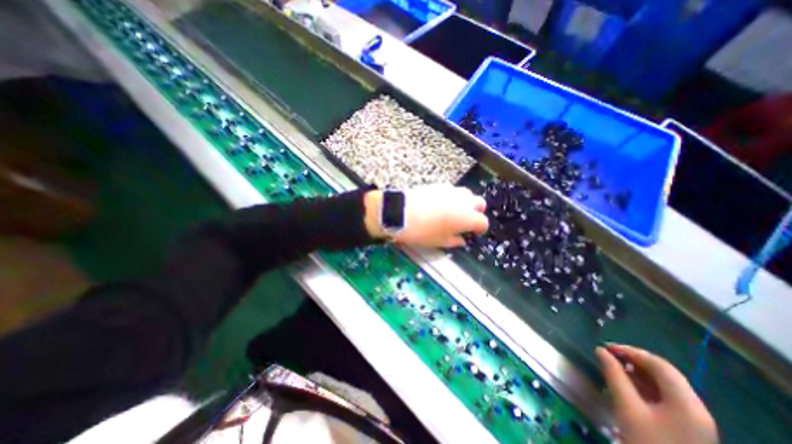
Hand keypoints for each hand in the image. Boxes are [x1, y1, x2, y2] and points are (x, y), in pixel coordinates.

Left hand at [364, 182, 489, 246]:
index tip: (473, 234)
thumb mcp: (440, 242)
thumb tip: (461, 240)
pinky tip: (440, 206)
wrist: (400, 213)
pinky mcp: (438, 185)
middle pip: (479, 203)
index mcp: (467, 217)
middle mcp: (463, 201)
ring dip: (464, 204)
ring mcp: (451, 190)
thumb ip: (455, 241)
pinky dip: (452, 198)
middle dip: (476, 212)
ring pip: (466, 195)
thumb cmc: (422, 231)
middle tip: (465, 222)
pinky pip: (451, 191)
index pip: (482, 222)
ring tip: (452, 213)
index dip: (479, 229)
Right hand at [597, 345, 721, 443]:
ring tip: (614, 368)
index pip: (659, 364)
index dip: (631, 351)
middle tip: (609, 355)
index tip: (606, 347)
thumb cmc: (648, 443)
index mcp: (686, 403)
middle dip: (634, 360)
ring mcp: (694, 420)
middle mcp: (696, 408)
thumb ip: (614, 375)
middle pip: (664, 373)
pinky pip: (665, 397)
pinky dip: (644, 386)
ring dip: (638, 372)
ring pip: (664, 384)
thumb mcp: (627, 407)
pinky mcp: (687, 427)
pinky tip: (627, 385)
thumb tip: (600, 351)